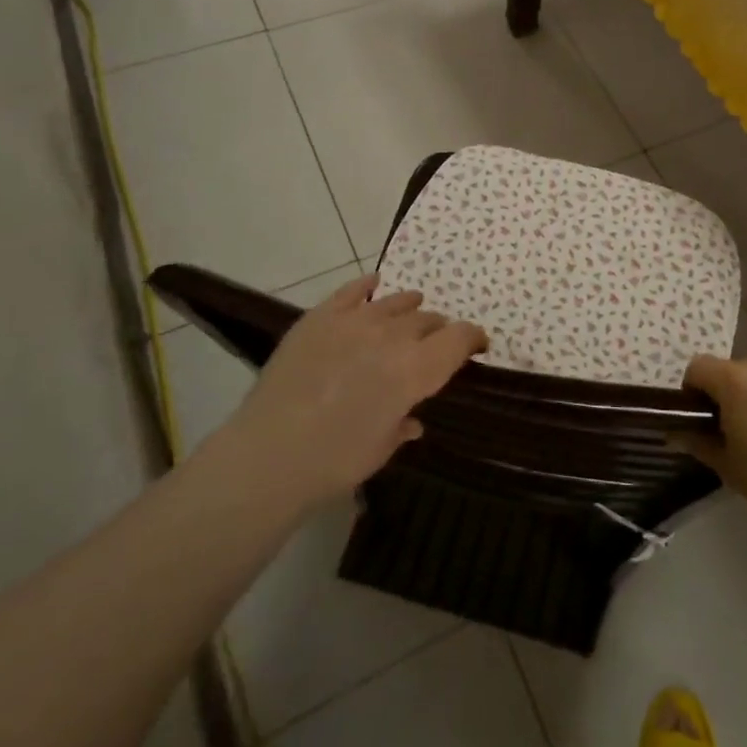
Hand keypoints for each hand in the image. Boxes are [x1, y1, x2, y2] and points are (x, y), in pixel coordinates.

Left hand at [220, 276, 485, 512]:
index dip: (473, 339)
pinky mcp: (321, 317)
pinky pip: (352, 290)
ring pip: (396, 302)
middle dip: (438, 330)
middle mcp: (394, 336)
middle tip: (434, 344)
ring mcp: (356, 321)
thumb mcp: (382, 448)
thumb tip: (411, 419)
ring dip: (410, 309)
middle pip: (429, 319)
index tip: (477, 346)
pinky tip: (373, 286)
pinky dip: (367, 287)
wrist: (269, 454)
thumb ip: (402, 424)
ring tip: (411, 312)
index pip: (460, 338)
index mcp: (417, 369)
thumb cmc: (335, 460)